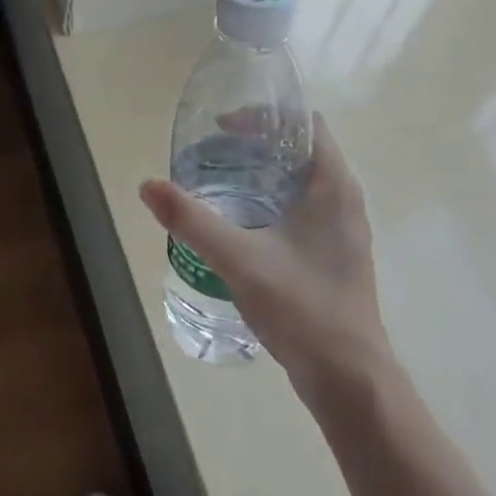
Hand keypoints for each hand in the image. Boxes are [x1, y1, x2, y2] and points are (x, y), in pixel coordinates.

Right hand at [139, 112, 390, 400]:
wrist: (348, 378)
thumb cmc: (301, 307)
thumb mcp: (238, 258)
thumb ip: (191, 220)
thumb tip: (148, 185)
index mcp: (333, 187)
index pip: (304, 125)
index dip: (265, 117)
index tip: (223, 128)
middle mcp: (345, 201)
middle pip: (300, 151)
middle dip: (256, 146)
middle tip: (211, 154)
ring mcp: (343, 231)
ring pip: (302, 183)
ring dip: (263, 175)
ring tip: (219, 184)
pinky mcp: (335, 256)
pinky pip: (303, 210)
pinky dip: (272, 202)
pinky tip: (240, 225)